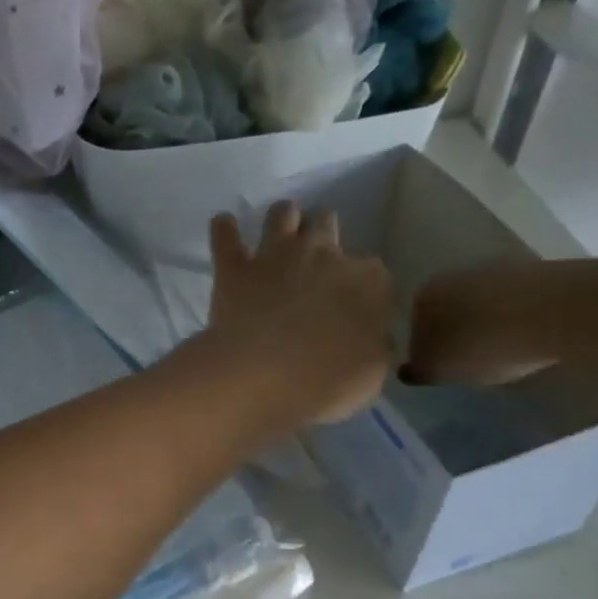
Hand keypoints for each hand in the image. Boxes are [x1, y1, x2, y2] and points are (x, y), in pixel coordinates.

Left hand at [202, 202, 393, 426]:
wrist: (262, 378)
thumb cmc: (325, 383)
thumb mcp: (371, 376)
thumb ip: (374, 348)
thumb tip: (372, 339)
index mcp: (367, 282)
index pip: (373, 275)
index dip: (363, 291)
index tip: (353, 308)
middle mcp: (325, 255)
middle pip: (328, 228)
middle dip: (324, 239)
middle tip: (315, 264)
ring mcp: (277, 256)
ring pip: (283, 215)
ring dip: (283, 220)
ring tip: (280, 232)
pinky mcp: (235, 269)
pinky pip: (225, 237)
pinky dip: (224, 231)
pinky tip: (223, 226)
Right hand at [405, 257, 597, 385]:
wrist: (565, 312)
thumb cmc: (486, 345)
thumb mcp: (441, 369)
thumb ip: (418, 369)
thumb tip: (408, 367)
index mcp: (425, 294)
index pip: (412, 326)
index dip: (423, 351)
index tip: (439, 370)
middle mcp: (457, 273)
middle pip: (448, 311)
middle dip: (454, 334)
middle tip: (466, 364)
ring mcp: (501, 267)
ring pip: (482, 305)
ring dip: (487, 326)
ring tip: (500, 355)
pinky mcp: (539, 272)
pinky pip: (516, 303)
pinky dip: (516, 320)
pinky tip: (526, 340)